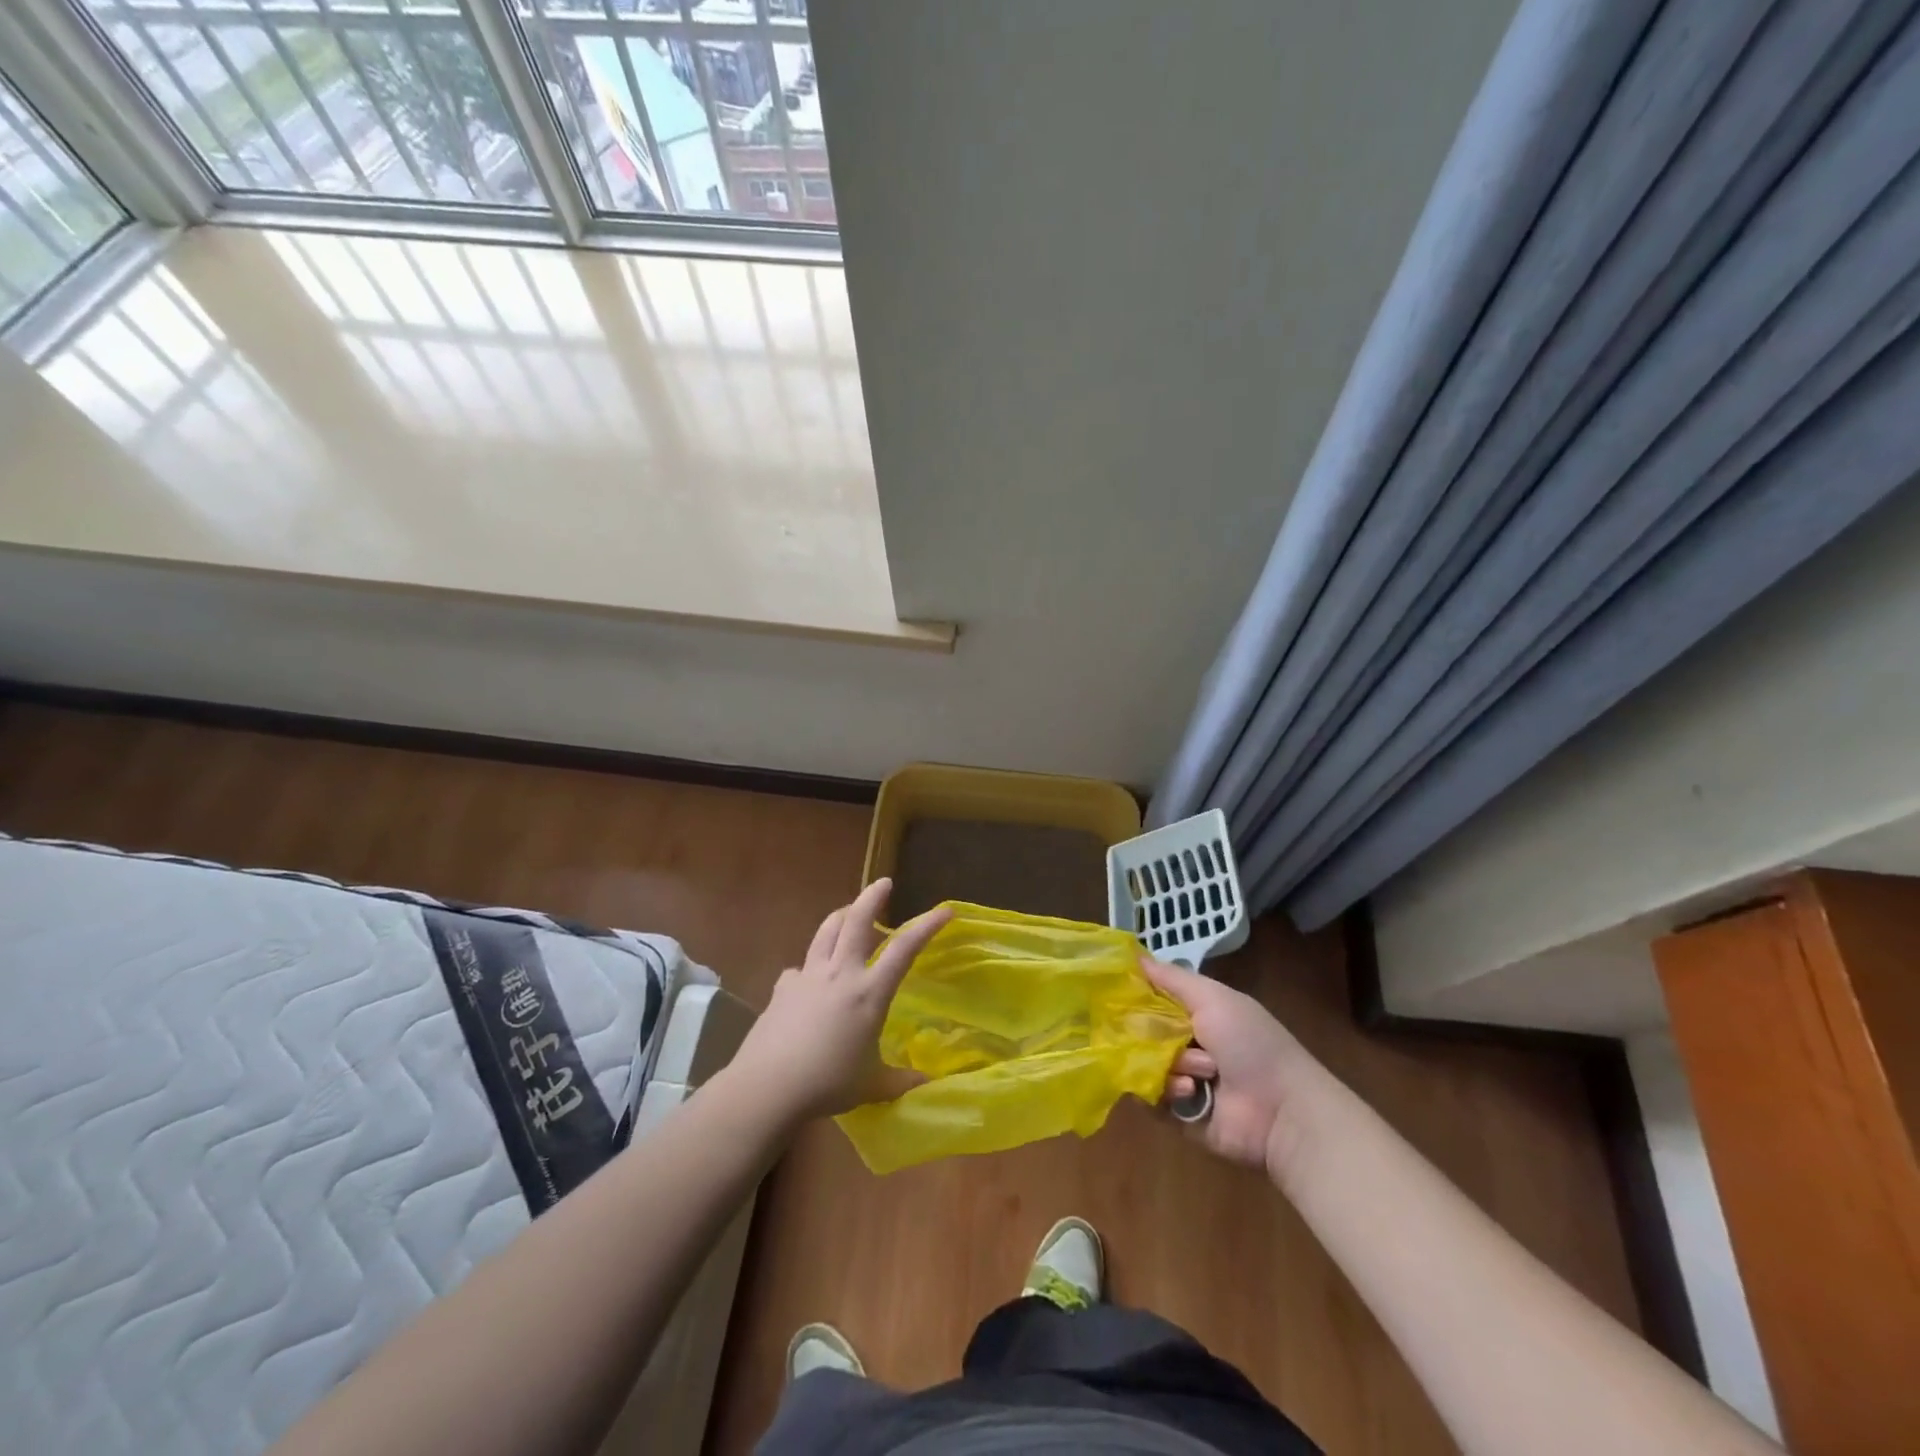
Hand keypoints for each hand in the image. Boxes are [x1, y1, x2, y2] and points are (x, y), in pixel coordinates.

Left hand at [728, 879, 951, 1125]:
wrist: (768, 1086)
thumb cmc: (827, 1083)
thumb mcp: (871, 1085)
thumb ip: (899, 1081)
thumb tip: (927, 1086)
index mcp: (869, 992)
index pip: (904, 949)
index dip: (926, 926)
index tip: (944, 910)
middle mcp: (840, 974)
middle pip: (856, 921)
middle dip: (872, 897)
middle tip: (883, 883)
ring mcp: (808, 976)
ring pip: (826, 932)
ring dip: (840, 916)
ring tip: (848, 912)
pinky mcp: (782, 987)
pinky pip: (800, 966)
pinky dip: (810, 965)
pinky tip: (809, 977)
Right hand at [1143, 956, 1321, 1178]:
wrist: (1282, 1110)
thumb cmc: (1250, 1044)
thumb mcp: (1214, 998)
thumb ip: (1172, 978)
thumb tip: (1133, 954)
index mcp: (1196, 1014)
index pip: (1151, 1000)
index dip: (1134, 996)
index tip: (1114, 992)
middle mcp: (1186, 1044)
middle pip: (1142, 1033)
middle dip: (1149, 1035)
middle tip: (1162, 1038)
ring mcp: (1181, 1080)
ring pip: (1145, 1065)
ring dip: (1169, 1066)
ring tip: (1198, 1074)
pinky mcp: (1178, 1114)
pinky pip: (1150, 1099)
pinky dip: (1166, 1093)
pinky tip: (1190, 1092)